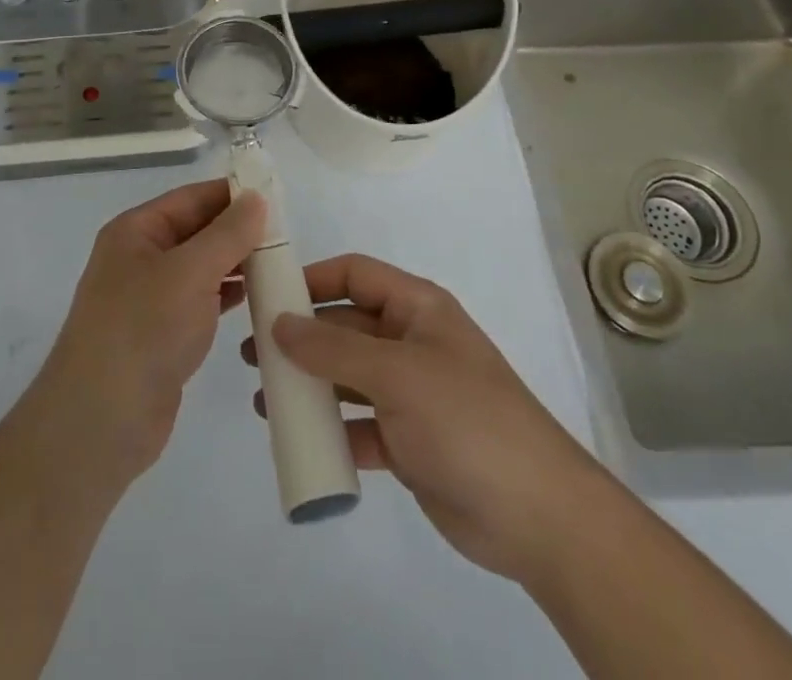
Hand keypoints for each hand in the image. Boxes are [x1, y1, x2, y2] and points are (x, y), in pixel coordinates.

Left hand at [28, 180, 263, 489]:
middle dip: (239, 230)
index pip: (191, 198)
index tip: (277, 196)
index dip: (232, 194)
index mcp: (136, 231)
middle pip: (198, 230)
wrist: (100, 423)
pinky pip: (203, 301)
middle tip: (288, 234)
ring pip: (203, 267)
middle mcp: (141, 257)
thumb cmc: (142, 331)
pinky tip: (260, 297)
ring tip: (282, 263)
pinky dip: (229, 295)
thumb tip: (256, 198)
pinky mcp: (164, 334)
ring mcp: (151, 298)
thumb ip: (227, 234)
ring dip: (238, 263)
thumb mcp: (189, 273)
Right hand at [242, 254, 596, 583]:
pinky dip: (330, 430)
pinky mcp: (409, 442)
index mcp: (418, 308)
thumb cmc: (466, 419)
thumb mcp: (396, 373)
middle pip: (346, 327)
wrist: (538, 516)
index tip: (269, 295)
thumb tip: (280, 323)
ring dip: (309, 385)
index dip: (313, 279)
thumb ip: (333, 348)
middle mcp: (412, 343)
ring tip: (264, 398)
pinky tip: (298, 440)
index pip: (356, 275)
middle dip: (301, 338)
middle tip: (253, 353)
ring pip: (348, 377)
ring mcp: (411, 394)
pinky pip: (359, 425)